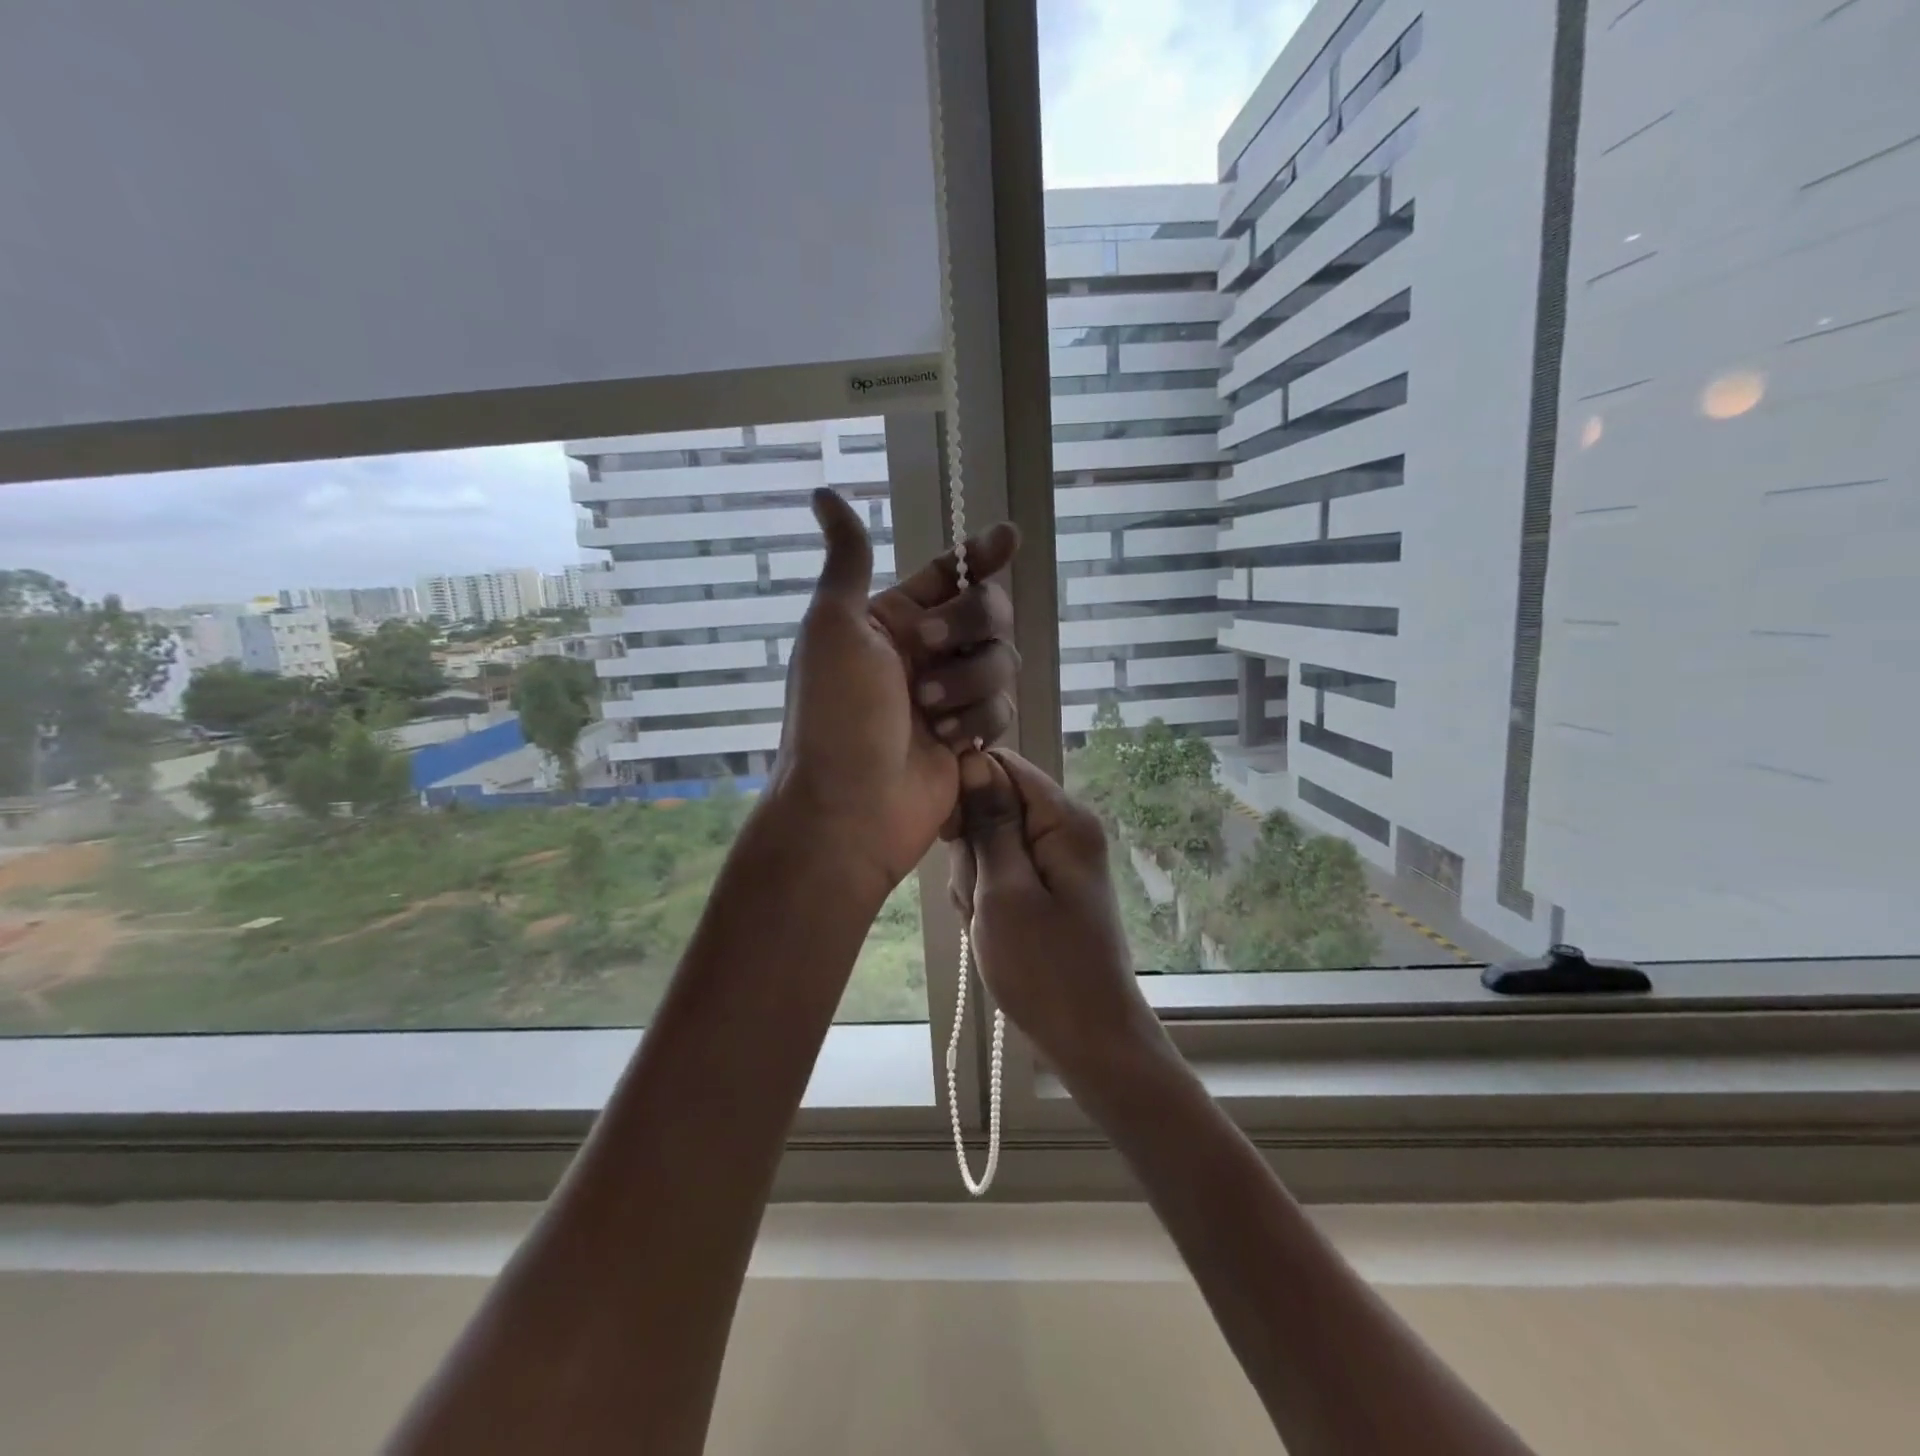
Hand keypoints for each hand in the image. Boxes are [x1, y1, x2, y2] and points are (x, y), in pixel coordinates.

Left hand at [769, 489, 1019, 890]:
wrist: (850, 808)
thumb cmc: (835, 714)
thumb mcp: (833, 626)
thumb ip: (848, 559)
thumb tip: (823, 493)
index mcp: (892, 621)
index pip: (948, 575)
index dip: (979, 555)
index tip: (1006, 539)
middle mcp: (925, 653)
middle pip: (988, 613)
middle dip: (968, 625)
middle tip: (929, 648)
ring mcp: (950, 696)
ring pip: (1002, 662)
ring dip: (969, 682)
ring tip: (930, 713)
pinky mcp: (970, 736)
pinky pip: (1003, 708)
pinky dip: (978, 721)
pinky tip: (949, 742)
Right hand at [948, 748, 1156, 1076]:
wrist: (1088, 1038)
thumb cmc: (1044, 969)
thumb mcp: (1004, 892)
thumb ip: (989, 823)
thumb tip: (972, 759)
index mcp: (1064, 819)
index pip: (1002, 766)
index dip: (967, 790)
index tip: (951, 836)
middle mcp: (1065, 829)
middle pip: (993, 805)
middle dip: (972, 850)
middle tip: (979, 899)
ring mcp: (1056, 860)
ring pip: (990, 843)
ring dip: (976, 881)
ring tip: (988, 923)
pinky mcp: (1047, 886)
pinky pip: (1001, 873)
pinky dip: (987, 898)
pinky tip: (992, 931)